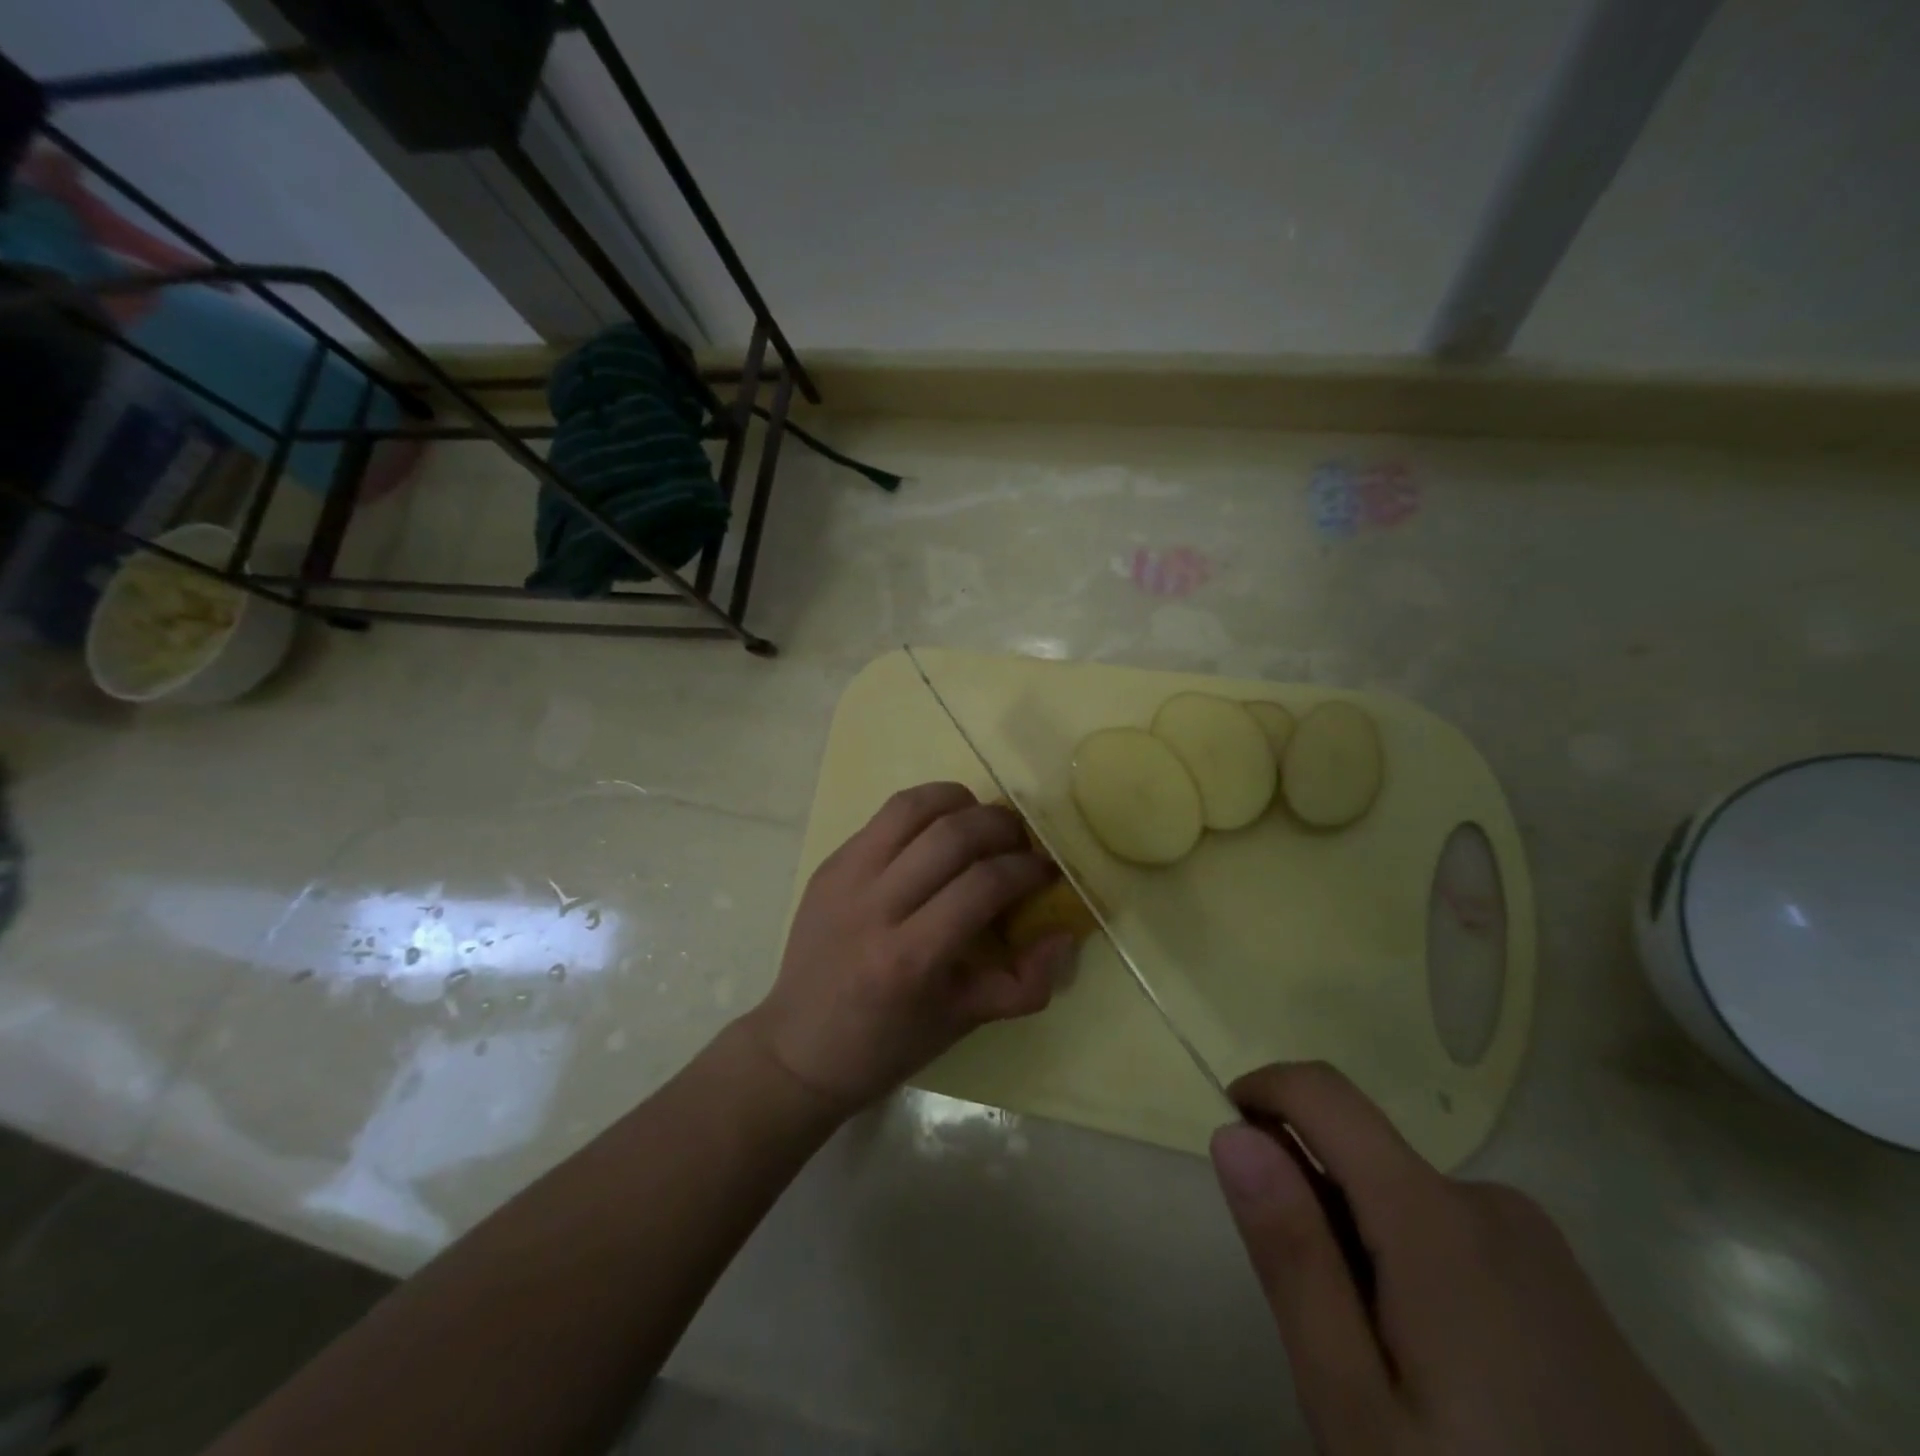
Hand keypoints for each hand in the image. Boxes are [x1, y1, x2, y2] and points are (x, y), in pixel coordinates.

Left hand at [745, 783, 1075, 1114]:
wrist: (799, 1047)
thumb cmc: (887, 1044)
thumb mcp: (963, 1023)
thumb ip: (1025, 982)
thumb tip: (1065, 935)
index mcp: (911, 957)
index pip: (983, 885)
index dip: (1027, 869)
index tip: (1046, 871)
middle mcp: (875, 906)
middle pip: (952, 835)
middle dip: (1002, 826)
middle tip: (1021, 841)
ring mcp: (845, 878)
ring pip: (913, 808)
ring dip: (961, 802)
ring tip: (983, 821)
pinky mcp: (830, 864)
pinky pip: (885, 817)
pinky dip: (925, 810)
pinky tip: (940, 830)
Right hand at [1211, 1063, 1707, 1455]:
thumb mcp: (1356, 1409)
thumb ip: (1294, 1257)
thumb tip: (1233, 1132)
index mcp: (1436, 1218)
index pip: (1323, 1091)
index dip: (1261, 1093)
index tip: (1232, 1149)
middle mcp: (1491, 1204)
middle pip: (1361, 1156)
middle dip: (1315, 1211)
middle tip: (1326, 1339)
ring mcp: (1542, 1249)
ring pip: (1404, 1202)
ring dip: (1364, 1250)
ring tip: (1393, 1379)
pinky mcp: (1570, 1291)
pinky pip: (1456, 1237)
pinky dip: (1415, 1272)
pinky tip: (1455, 1387)